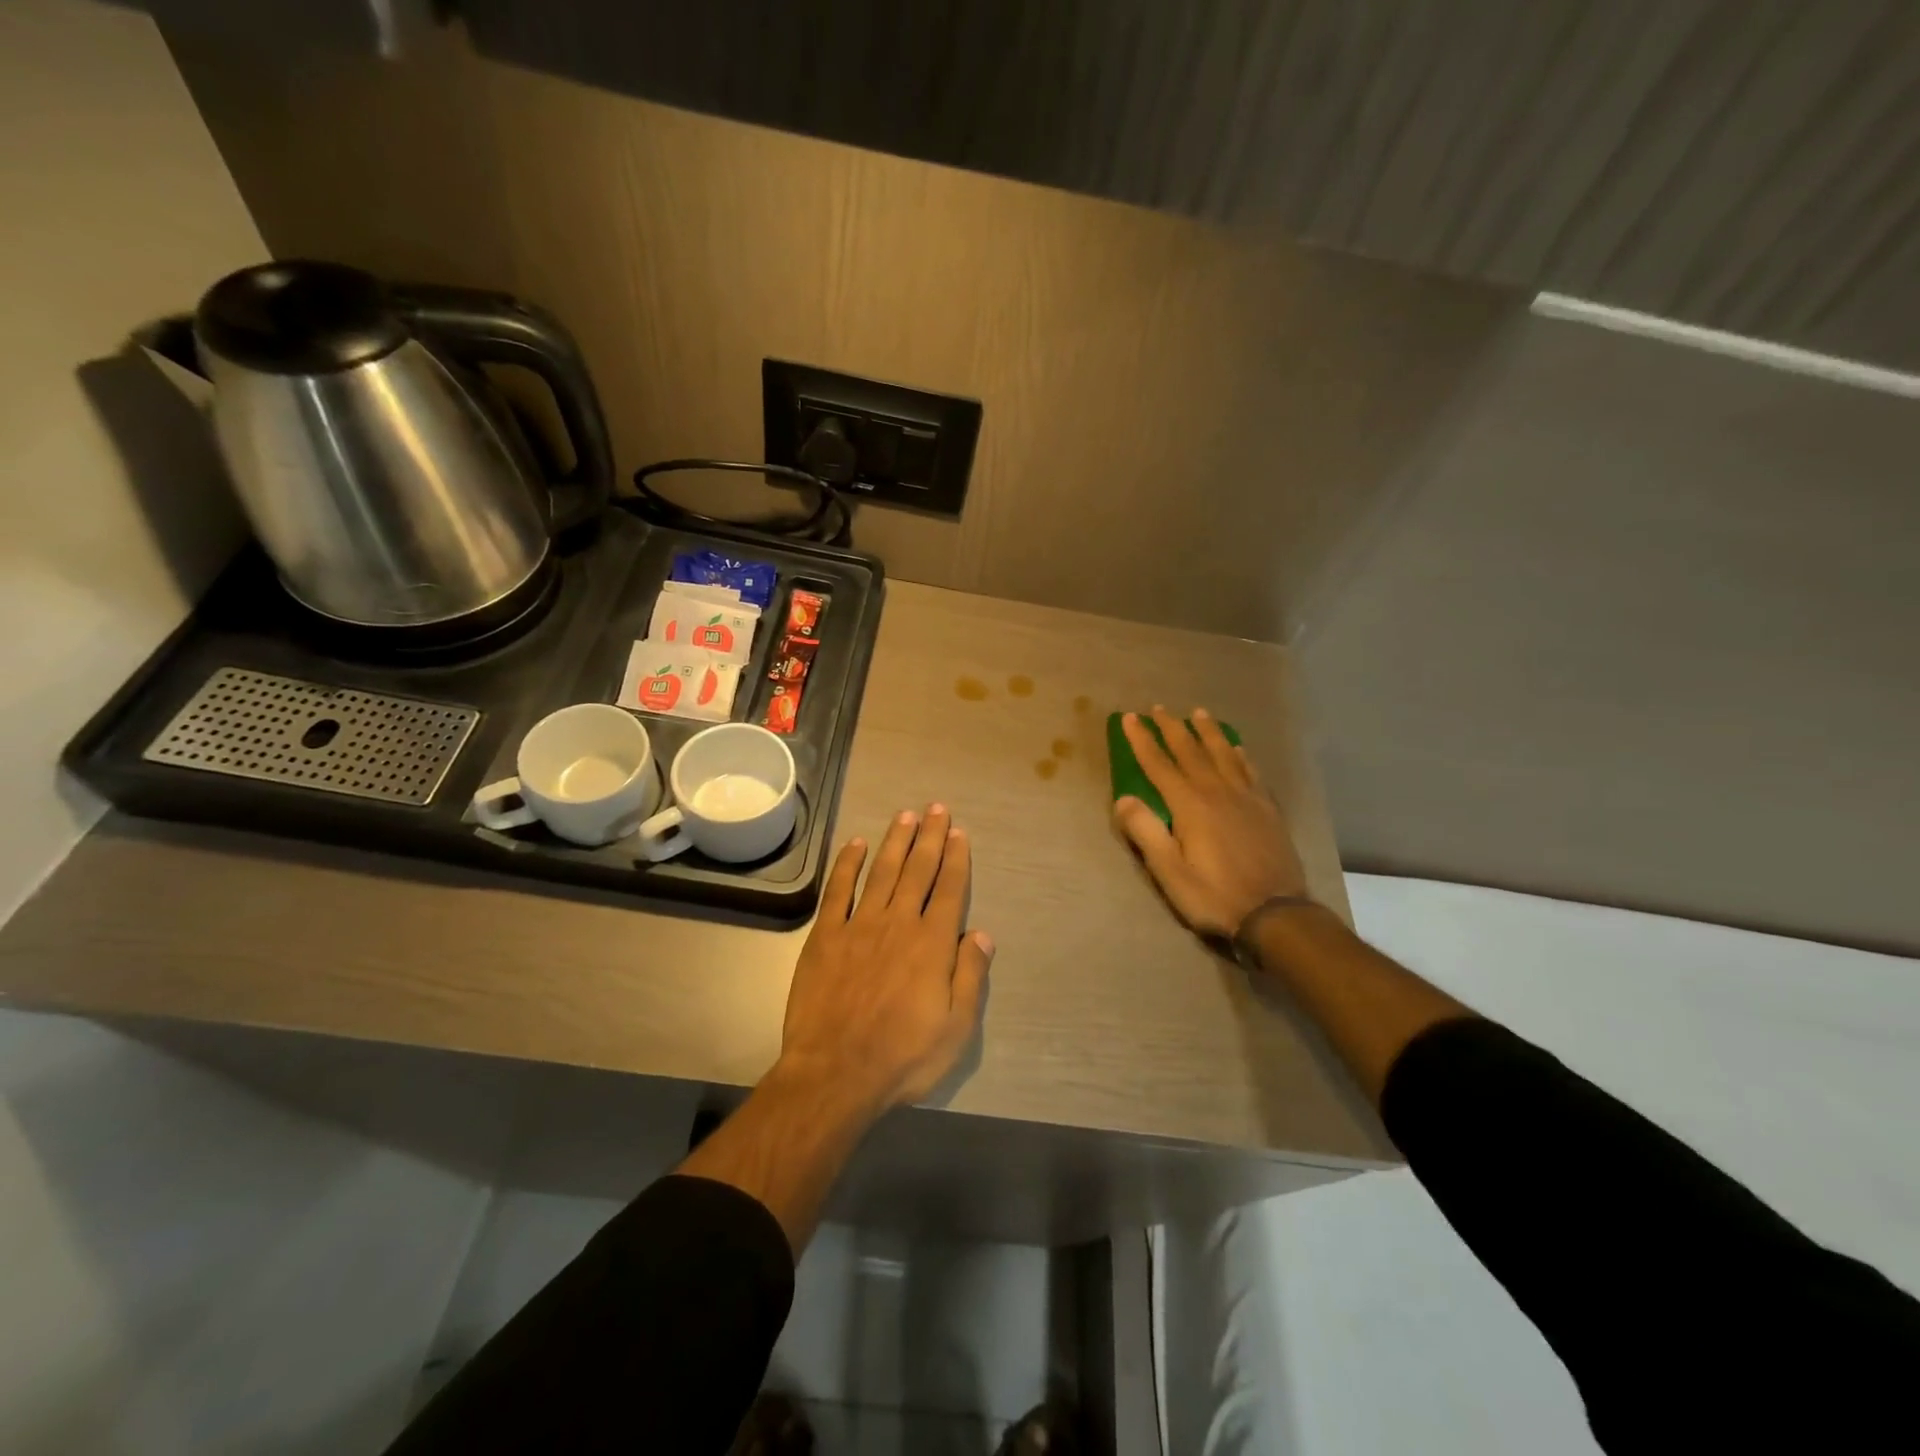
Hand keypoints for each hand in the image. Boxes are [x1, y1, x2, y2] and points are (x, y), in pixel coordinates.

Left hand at [779, 804, 993, 1111]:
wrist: (834, 1073)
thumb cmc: (903, 1056)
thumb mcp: (956, 1029)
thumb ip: (970, 976)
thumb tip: (982, 934)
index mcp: (932, 944)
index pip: (949, 890)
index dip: (956, 859)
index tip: (959, 832)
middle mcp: (898, 923)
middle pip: (917, 871)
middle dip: (930, 837)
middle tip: (936, 808)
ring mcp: (859, 926)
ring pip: (882, 872)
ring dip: (895, 841)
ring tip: (906, 815)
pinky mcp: (826, 936)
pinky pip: (839, 891)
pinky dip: (848, 864)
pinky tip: (856, 845)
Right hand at [1113, 707, 1308, 937]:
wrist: (1276, 913)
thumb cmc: (1214, 895)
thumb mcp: (1169, 872)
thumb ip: (1146, 832)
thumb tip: (1123, 799)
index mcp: (1190, 805)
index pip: (1159, 764)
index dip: (1142, 740)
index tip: (1130, 718)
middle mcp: (1217, 792)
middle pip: (1191, 751)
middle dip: (1171, 728)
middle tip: (1158, 708)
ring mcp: (1246, 798)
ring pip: (1224, 754)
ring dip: (1208, 732)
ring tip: (1199, 713)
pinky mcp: (1267, 809)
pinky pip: (1251, 772)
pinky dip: (1241, 755)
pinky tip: (1238, 748)